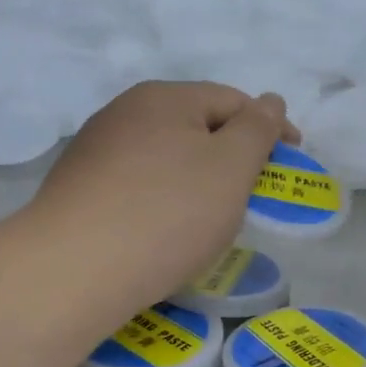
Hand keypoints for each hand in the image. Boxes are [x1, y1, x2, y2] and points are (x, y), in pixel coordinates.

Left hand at [35, 81, 295, 313]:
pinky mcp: (76, 190)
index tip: (292, 161)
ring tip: (205, 221)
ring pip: (162, 159)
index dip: (269, 128)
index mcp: (164, 97)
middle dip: (228, 157)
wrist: (73, 269)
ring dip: (192, 181)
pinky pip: (134, 186)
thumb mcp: (231, 168)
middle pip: (193, 127)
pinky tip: (159, 233)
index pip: (232, 101)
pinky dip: (159, 202)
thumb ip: (257, 130)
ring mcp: (93, 151)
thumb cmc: (166, 213)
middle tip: (249, 197)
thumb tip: (270, 101)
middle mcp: (123, 113)